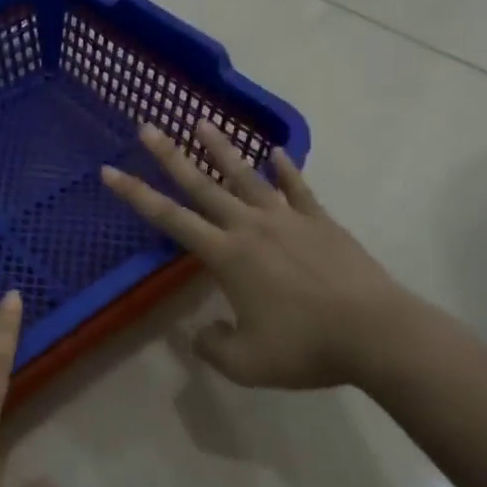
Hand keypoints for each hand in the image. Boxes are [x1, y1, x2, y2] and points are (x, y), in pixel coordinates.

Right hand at [101, 121, 424, 389]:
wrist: (376, 334)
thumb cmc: (306, 348)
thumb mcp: (246, 363)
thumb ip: (212, 345)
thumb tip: (200, 332)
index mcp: (226, 256)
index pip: (169, 219)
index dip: (136, 195)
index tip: (109, 171)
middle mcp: (250, 227)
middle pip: (202, 185)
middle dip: (170, 156)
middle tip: (147, 127)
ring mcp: (287, 219)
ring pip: (246, 176)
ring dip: (222, 149)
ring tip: (202, 122)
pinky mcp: (320, 222)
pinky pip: (298, 188)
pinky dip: (286, 169)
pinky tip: (276, 153)